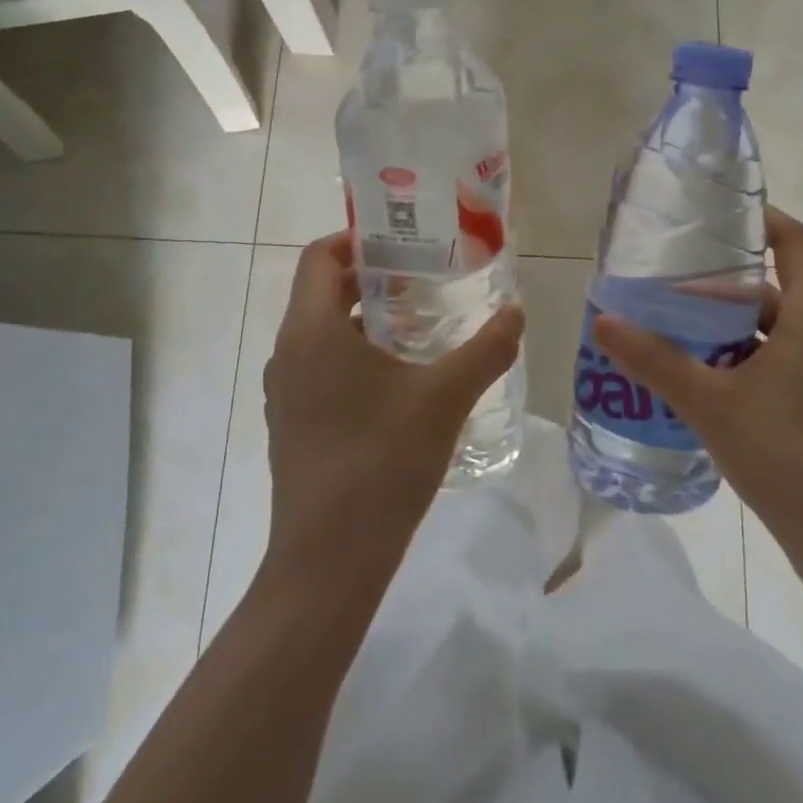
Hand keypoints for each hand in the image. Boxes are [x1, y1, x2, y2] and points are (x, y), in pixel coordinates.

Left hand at [261, 231, 524, 583]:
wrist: (327, 563)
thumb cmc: (380, 464)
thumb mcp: (443, 399)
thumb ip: (485, 350)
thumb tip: (517, 311)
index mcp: (312, 330)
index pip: (319, 256)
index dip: (356, 239)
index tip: (402, 241)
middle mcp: (288, 352)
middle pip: (322, 291)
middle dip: (371, 277)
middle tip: (424, 275)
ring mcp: (285, 391)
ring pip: (322, 331)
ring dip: (365, 318)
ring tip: (419, 323)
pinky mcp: (292, 422)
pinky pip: (320, 366)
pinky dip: (354, 354)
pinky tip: (399, 378)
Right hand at [593, 206, 802, 592]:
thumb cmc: (795, 459)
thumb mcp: (714, 405)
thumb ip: (656, 362)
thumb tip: (602, 320)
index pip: (795, 241)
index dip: (759, 217)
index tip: (709, 213)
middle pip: (769, 287)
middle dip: (715, 281)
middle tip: (660, 276)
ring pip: (763, 331)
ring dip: (717, 327)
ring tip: (660, 324)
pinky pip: (764, 366)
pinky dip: (728, 362)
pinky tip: (686, 378)